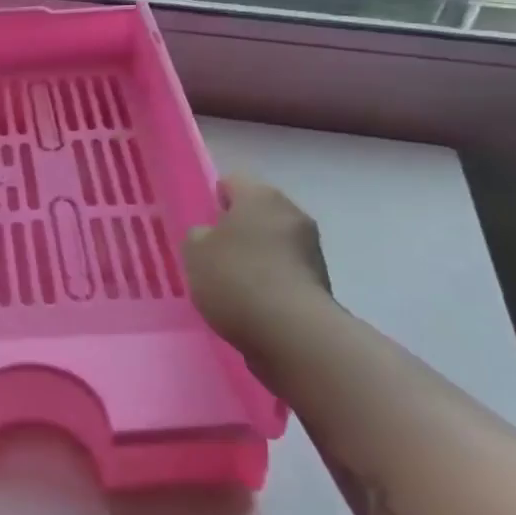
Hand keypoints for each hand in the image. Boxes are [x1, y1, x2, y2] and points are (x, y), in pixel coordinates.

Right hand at [183, 176, 332, 345]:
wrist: (293, 333)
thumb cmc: (236, 278)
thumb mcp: (194, 253)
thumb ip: (198, 236)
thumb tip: (211, 237)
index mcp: (261, 195)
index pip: (232, 182)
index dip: (214, 199)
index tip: (203, 225)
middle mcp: (291, 212)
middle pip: (256, 212)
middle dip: (237, 229)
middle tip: (214, 255)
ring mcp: (311, 248)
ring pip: (273, 242)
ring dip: (256, 256)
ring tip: (233, 286)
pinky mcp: (321, 281)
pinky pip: (285, 271)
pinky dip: (271, 281)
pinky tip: (253, 304)